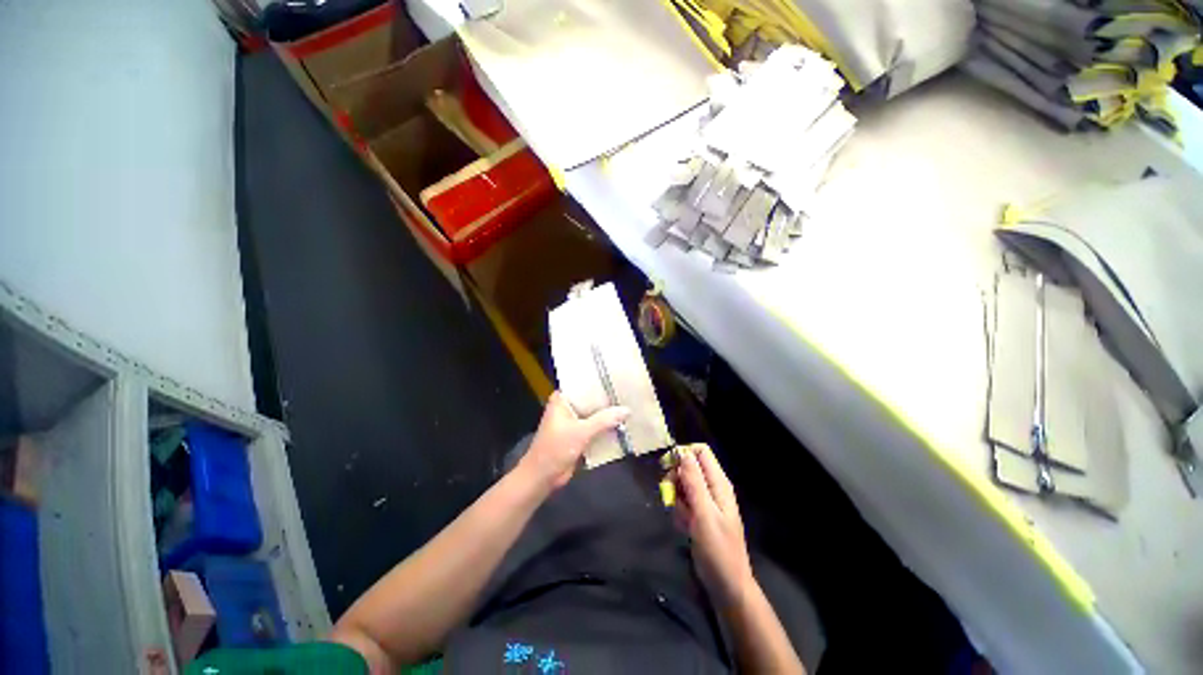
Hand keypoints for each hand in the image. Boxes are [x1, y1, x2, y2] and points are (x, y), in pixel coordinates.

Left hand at [518, 391, 628, 490]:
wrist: (542, 477)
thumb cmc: (555, 448)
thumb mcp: (581, 432)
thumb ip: (604, 420)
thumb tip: (627, 410)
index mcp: (562, 399)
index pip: (583, 384)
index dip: (600, 382)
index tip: (618, 379)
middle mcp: (567, 407)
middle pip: (591, 400)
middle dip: (607, 400)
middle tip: (628, 393)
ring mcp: (573, 422)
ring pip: (594, 414)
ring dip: (608, 415)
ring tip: (629, 407)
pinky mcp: (578, 435)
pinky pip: (595, 427)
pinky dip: (605, 427)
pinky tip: (623, 424)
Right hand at [673, 444, 753, 607]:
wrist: (726, 585)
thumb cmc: (718, 549)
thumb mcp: (704, 514)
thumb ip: (694, 482)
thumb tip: (683, 453)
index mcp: (718, 482)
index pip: (700, 451)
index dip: (684, 455)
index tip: (670, 468)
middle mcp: (712, 487)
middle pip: (688, 466)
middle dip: (676, 479)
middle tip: (671, 495)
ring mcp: (705, 501)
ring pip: (683, 485)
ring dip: (677, 498)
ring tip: (683, 518)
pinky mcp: (699, 514)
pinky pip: (683, 502)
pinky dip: (679, 511)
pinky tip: (684, 526)